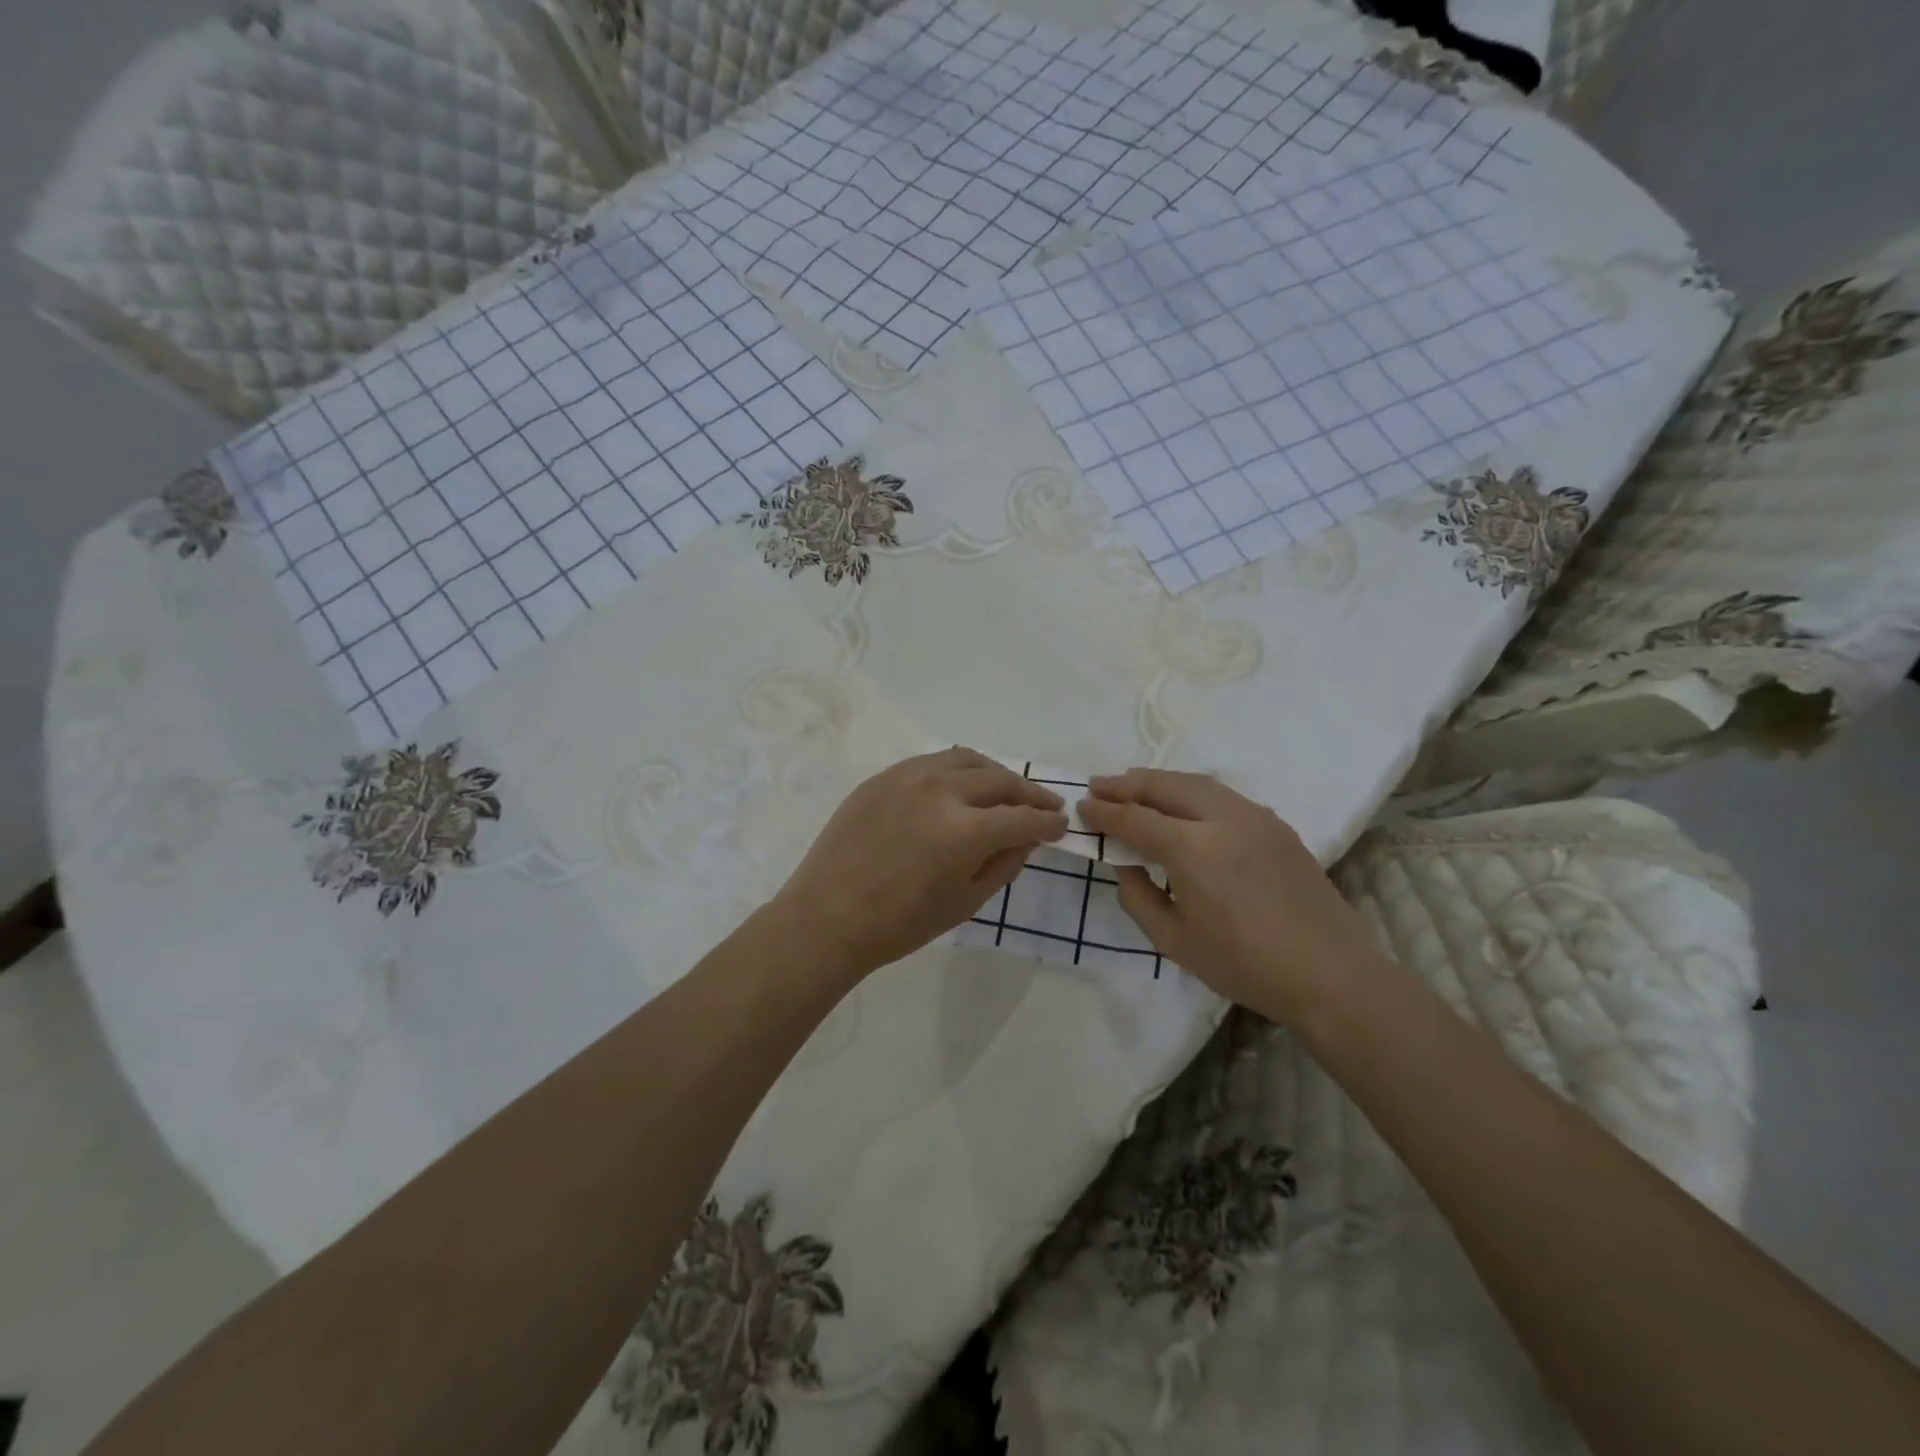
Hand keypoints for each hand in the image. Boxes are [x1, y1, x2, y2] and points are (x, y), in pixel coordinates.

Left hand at [772, 747, 1068, 979]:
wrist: (828, 915)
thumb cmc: (900, 923)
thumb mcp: (965, 903)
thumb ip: (1003, 864)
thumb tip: (1027, 837)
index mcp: (966, 830)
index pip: (1023, 818)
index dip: (1048, 822)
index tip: (1060, 824)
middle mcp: (942, 790)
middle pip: (1001, 780)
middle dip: (1029, 793)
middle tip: (1045, 804)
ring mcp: (909, 776)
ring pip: (968, 760)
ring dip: (996, 774)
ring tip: (1007, 789)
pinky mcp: (885, 775)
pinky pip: (934, 761)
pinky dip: (959, 769)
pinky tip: (962, 785)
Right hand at [1078, 769, 1385, 1022]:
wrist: (1330, 974)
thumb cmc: (1244, 965)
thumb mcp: (1174, 941)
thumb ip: (1138, 896)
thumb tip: (1124, 862)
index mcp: (1192, 849)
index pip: (1135, 819)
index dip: (1104, 812)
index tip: (1082, 807)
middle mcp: (1222, 819)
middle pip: (1164, 786)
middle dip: (1126, 784)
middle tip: (1098, 785)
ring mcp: (1254, 816)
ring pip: (1196, 783)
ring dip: (1160, 781)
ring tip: (1134, 785)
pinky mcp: (1276, 824)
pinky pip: (1223, 795)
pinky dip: (1192, 790)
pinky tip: (1183, 803)